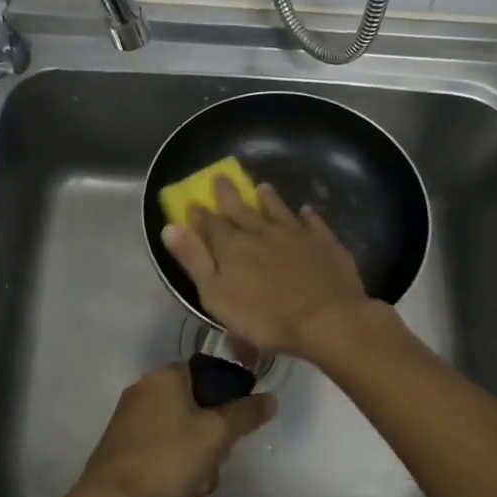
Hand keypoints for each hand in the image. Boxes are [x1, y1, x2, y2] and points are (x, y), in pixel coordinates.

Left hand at [78, 364, 273, 496]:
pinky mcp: (123, 451)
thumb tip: (270, 399)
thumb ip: (246, 415)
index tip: (233, 432)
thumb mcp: (216, 435)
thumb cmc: (166, 458)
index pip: (206, 374)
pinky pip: (162, 459)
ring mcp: (131, 423)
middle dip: (211, 451)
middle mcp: (145, 393)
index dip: (226, 402)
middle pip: (196, 414)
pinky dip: (175, 481)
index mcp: (164, 377)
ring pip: (182, 443)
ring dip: (196, 473)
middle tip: (211, 470)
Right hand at [160, 177, 374, 357]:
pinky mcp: (325, 244)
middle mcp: (262, 232)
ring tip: (262, 187)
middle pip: (242, 210)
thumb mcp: (216, 294)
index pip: (211, 224)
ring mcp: (296, 235)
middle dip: (229, 195)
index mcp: (233, 245)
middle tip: (221, 177)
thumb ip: (193, 260)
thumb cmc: (265, 316)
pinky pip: (314, 224)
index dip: (200, 214)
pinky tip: (307, 212)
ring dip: (269, 199)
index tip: (193, 203)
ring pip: (278, 211)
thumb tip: (169, 227)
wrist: (327, 319)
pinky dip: (308, 217)